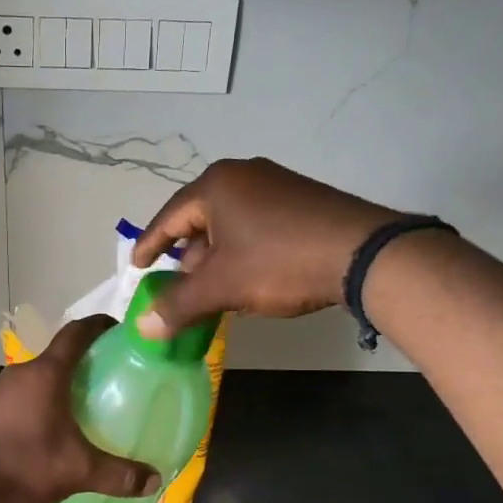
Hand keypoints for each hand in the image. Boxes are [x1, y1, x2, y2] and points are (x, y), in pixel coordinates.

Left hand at [0, 317, 160, 502]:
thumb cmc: (21, 465)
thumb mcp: (77, 471)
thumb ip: (118, 475)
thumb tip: (154, 480)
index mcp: (46, 373)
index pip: (77, 333)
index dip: (100, 326)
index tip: (120, 330)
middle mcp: (20, 372)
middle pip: (58, 355)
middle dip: (85, 362)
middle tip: (111, 378)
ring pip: (37, 377)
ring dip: (59, 384)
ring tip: (84, 405)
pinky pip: (20, 396)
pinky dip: (39, 402)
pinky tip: (48, 429)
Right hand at [130, 158, 403, 335]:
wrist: (364, 253)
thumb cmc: (279, 262)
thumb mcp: (223, 287)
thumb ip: (179, 305)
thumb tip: (142, 328)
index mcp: (216, 185)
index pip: (169, 217)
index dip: (150, 245)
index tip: (137, 267)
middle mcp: (243, 174)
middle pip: (200, 219)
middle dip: (188, 257)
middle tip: (181, 287)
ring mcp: (276, 183)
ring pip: (230, 224)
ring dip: (218, 257)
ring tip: (216, 289)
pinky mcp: (301, 198)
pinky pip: (257, 223)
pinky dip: (244, 250)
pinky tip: (251, 277)